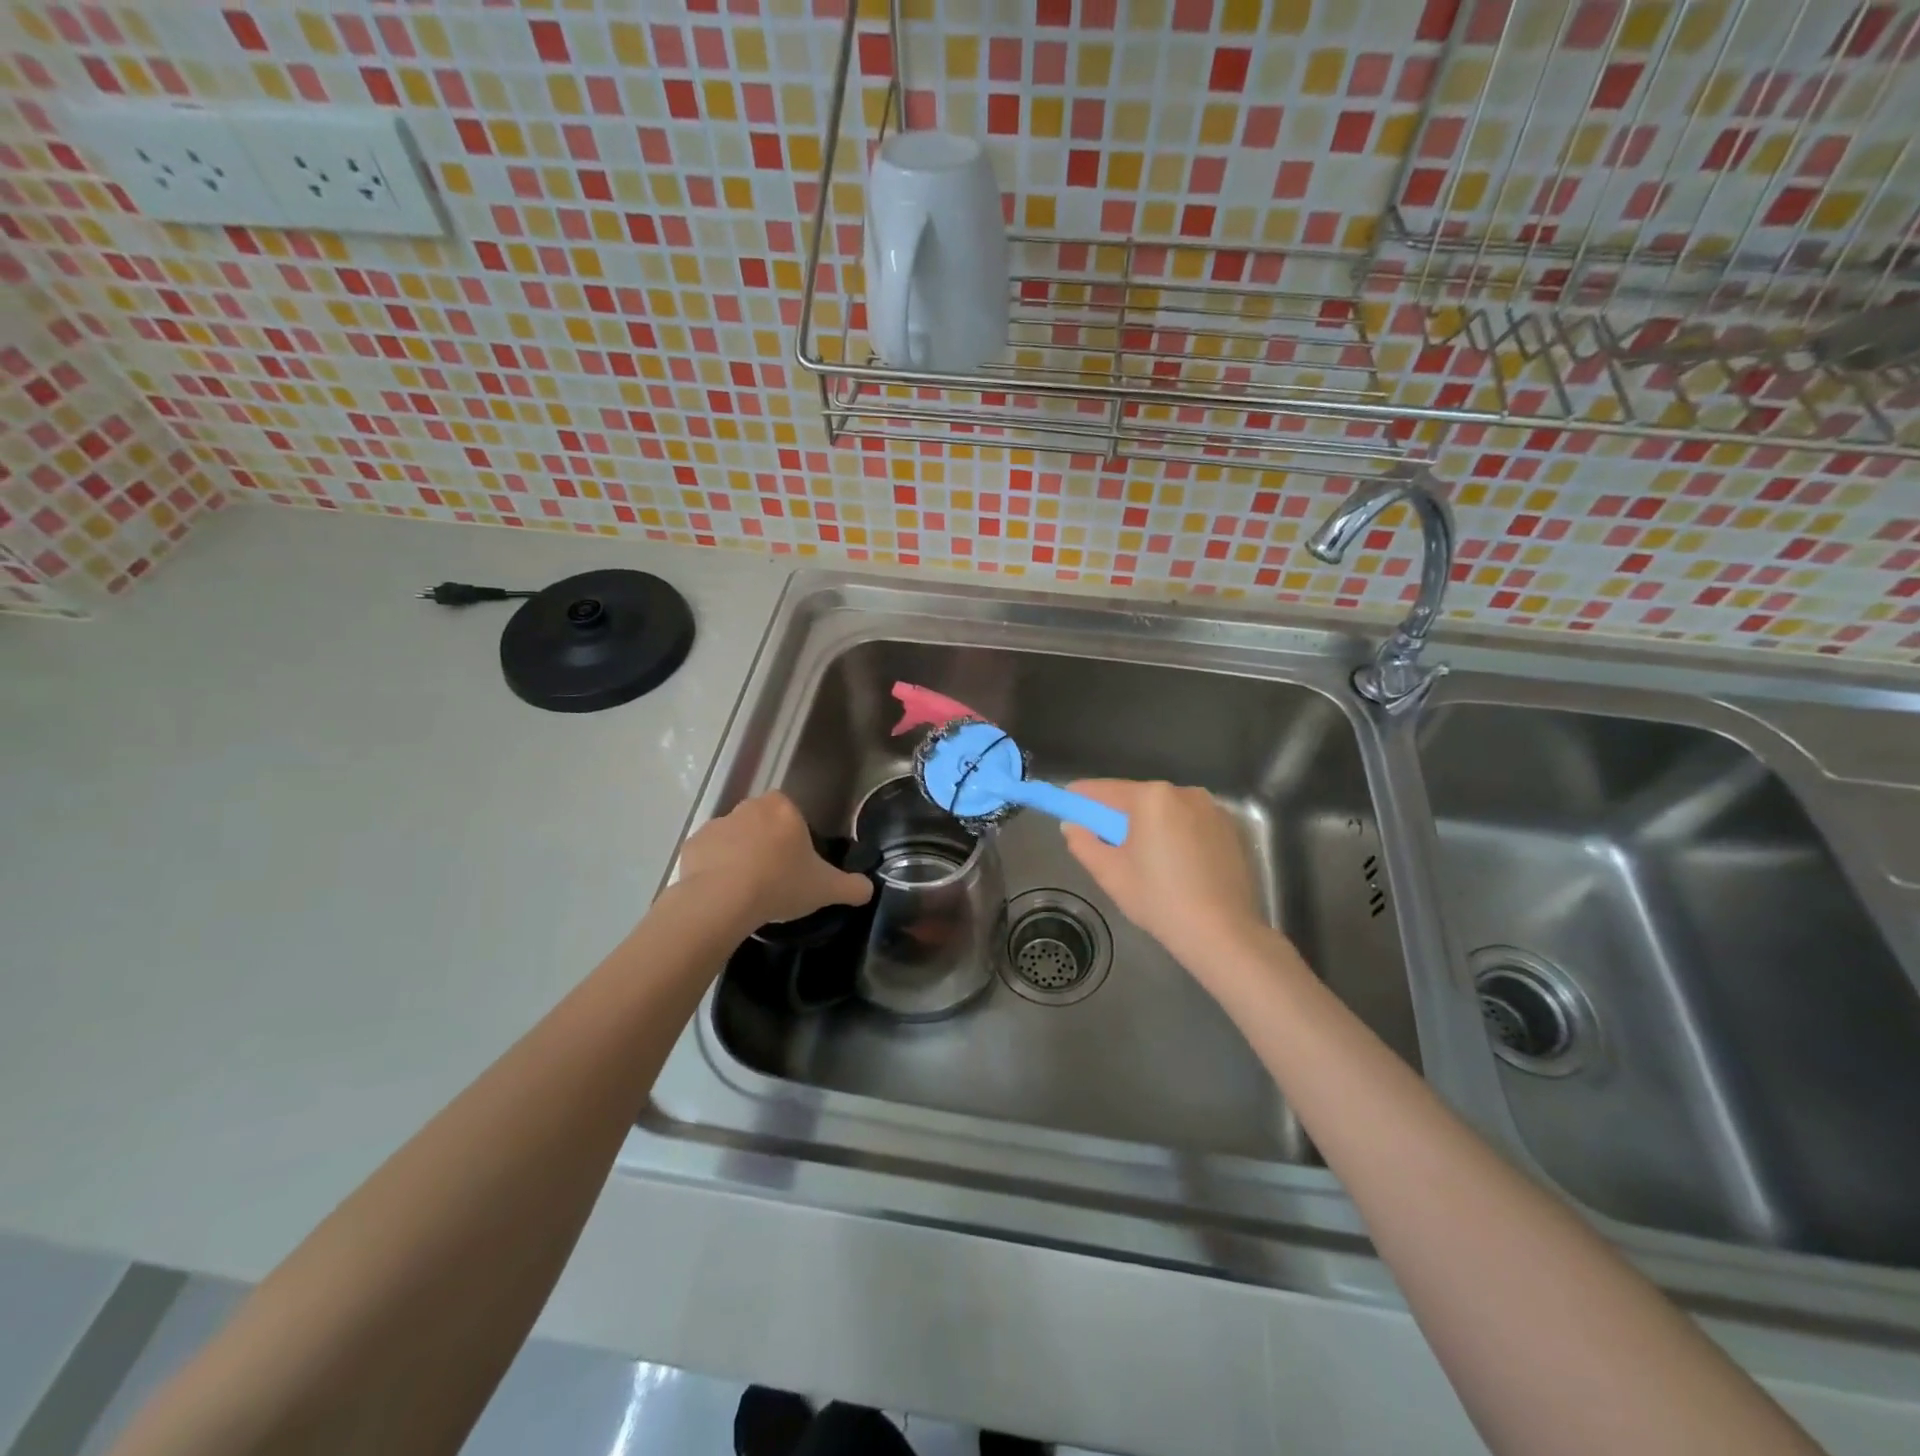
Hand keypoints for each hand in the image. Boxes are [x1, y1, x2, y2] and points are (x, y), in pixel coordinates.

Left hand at [676, 792, 871, 929]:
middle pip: (762, 822)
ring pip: (734, 838)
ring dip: (739, 856)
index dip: (795, 839)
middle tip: (774, 878)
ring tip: (747, 891)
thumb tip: (868, 888)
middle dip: (767, 844)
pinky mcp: (692, 845)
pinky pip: (708, 855)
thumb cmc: (780, 884)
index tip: (796, 865)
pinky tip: (723, 894)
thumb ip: (851, 887)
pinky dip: (714, 869)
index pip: (792, 815)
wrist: (722, 900)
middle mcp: (749, 807)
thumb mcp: (825, 889)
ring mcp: (717, 824)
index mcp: (783, 809)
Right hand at [1061, 780, 1267, 969]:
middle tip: (1105, 842)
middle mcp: (1184, 792)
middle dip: (1119, 815)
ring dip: (1151, 825)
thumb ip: (1083, 842)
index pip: (1104, 790)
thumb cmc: (1158, 899)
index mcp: (1151, 797)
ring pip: (1167, 811)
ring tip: (1144, 859)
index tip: (1067, 804)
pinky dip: (1178, 835)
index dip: (1082, 797)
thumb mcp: (1109, 872)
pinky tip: (1176, 865)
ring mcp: (1213, 809)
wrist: (1222, 933)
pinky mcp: (1232, 830)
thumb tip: (1073, 825)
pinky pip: (1192, 824)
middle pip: (1138, 798)